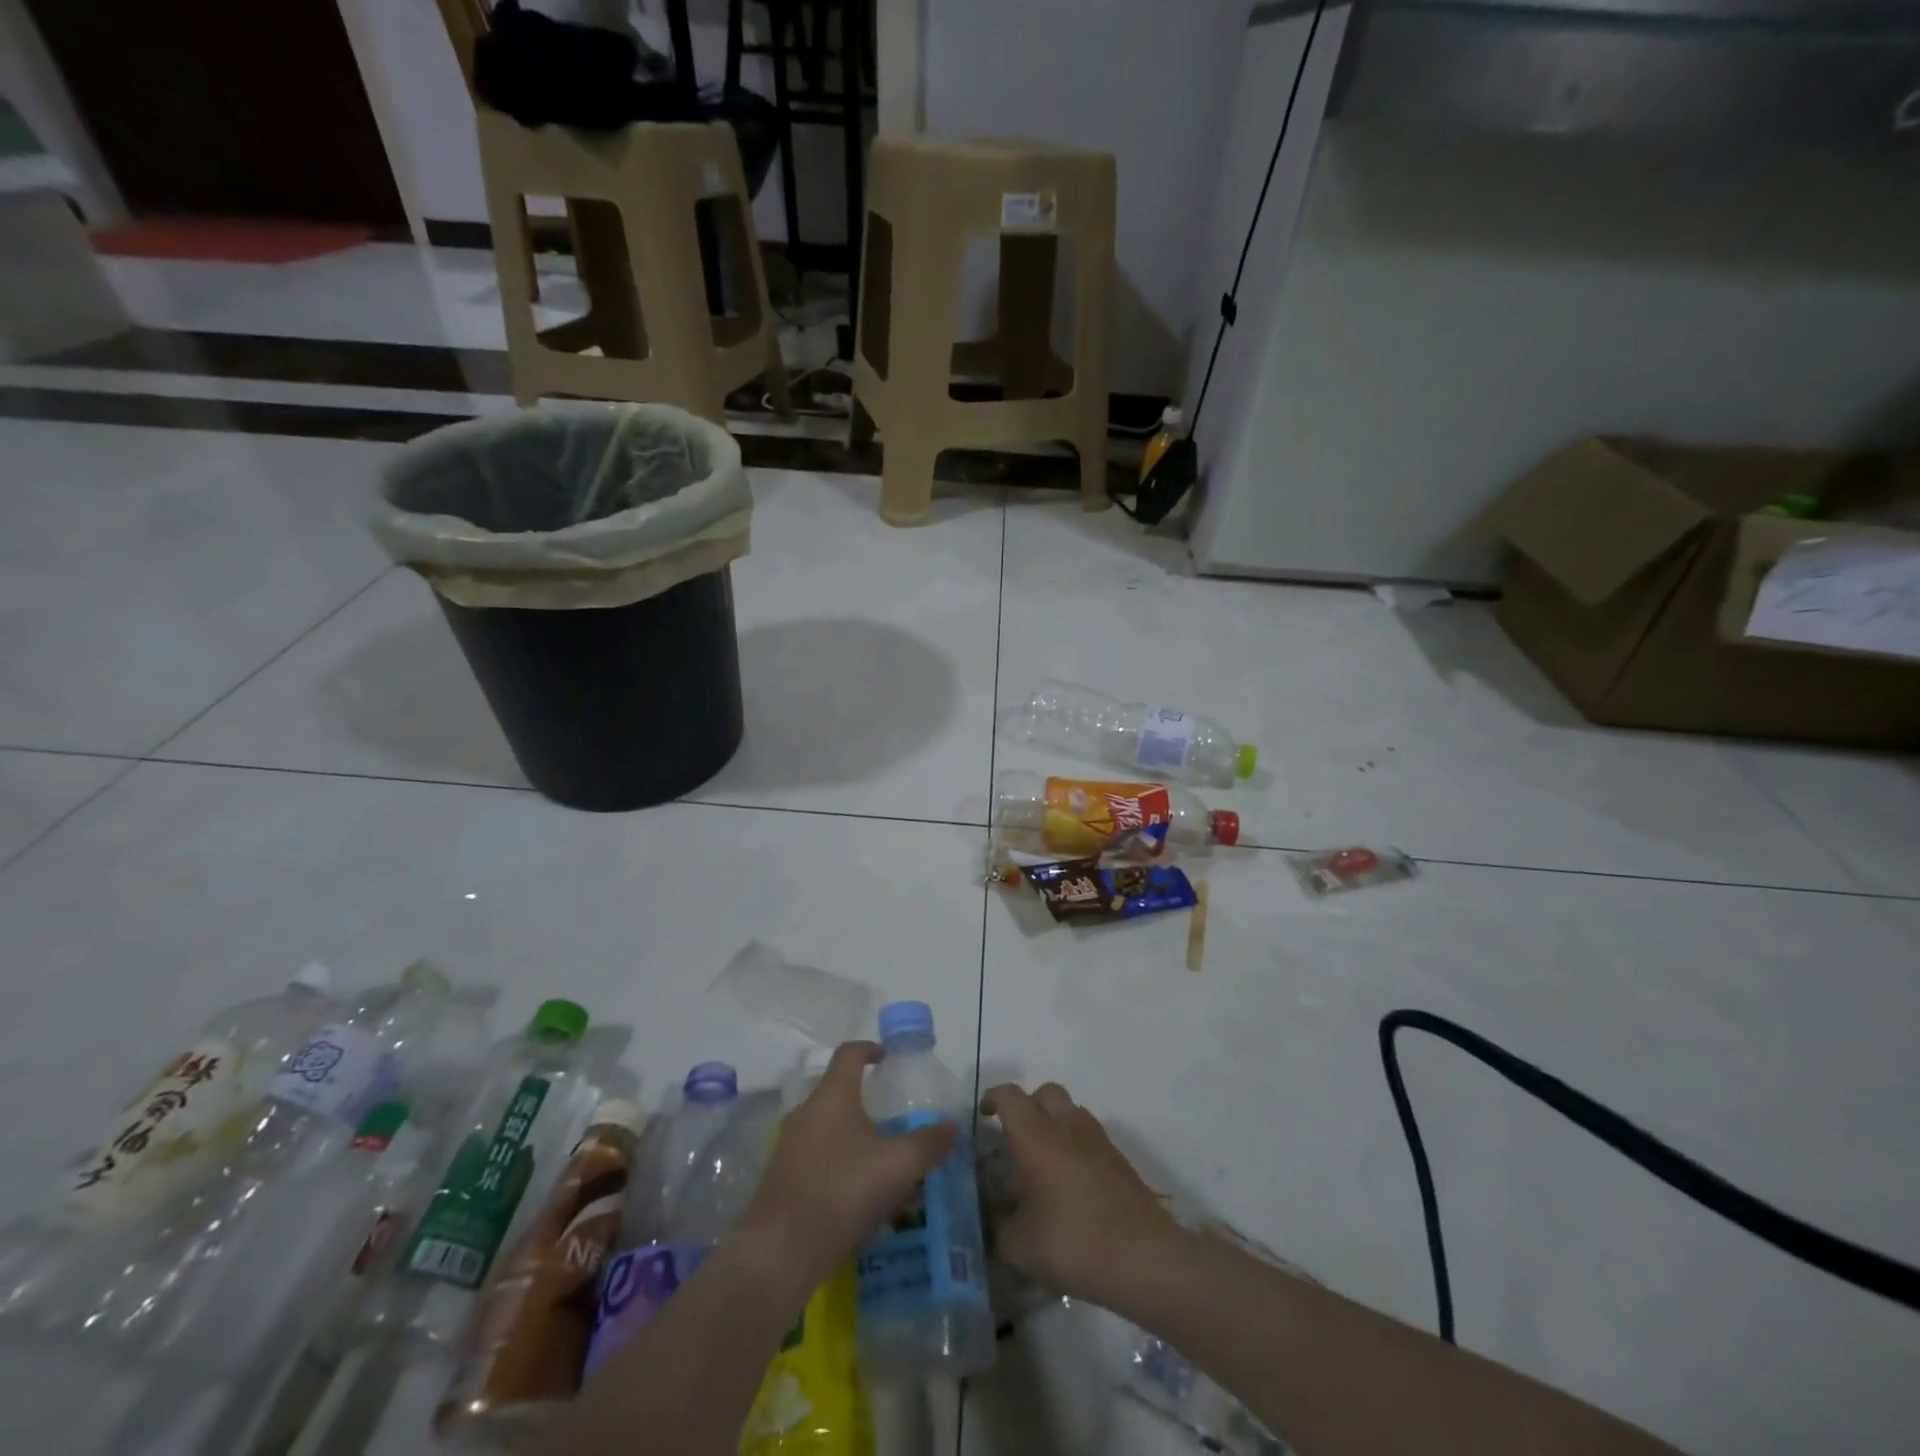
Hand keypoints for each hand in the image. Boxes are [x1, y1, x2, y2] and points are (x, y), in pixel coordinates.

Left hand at [737, 1042, 955, 1285]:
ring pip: (826, 1125)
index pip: (849, 1054)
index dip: (869, 1048)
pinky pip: (815, 1154)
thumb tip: (952, 1125)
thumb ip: (928, 1143)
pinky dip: (837, 1160)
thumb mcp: (897, 1166)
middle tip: (891, 1114)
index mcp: (833, 1095)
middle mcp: (807, 1111)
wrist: (780, 1252)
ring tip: (878, 1156)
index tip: (886, 1056)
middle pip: (836, 1090)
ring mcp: (789, 1144)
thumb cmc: (843, 1191)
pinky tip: (855, 1191)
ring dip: (851, 1132)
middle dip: (863, 1097)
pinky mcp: (781, 1177)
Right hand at [980, 1082, 1179, 1305]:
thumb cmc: (1075, 1242)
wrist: (1143, 1256)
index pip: (1010, 1097)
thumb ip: (1002, 1228)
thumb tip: (1000, 1221)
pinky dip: (1077, 1145)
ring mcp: (1098, 1140)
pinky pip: (1090, 1136)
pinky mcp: (1119, 1159)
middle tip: (1017, 1136)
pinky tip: (1073, 1184)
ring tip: (1046, 1161)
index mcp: (1037, 1137)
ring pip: (1071, 1111)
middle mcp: (1067, 1127)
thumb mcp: (1021, 1247)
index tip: (984, 1116)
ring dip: (1055, 1123)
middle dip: (1028, 1105)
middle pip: (1045, 1092)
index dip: (993, 1099)